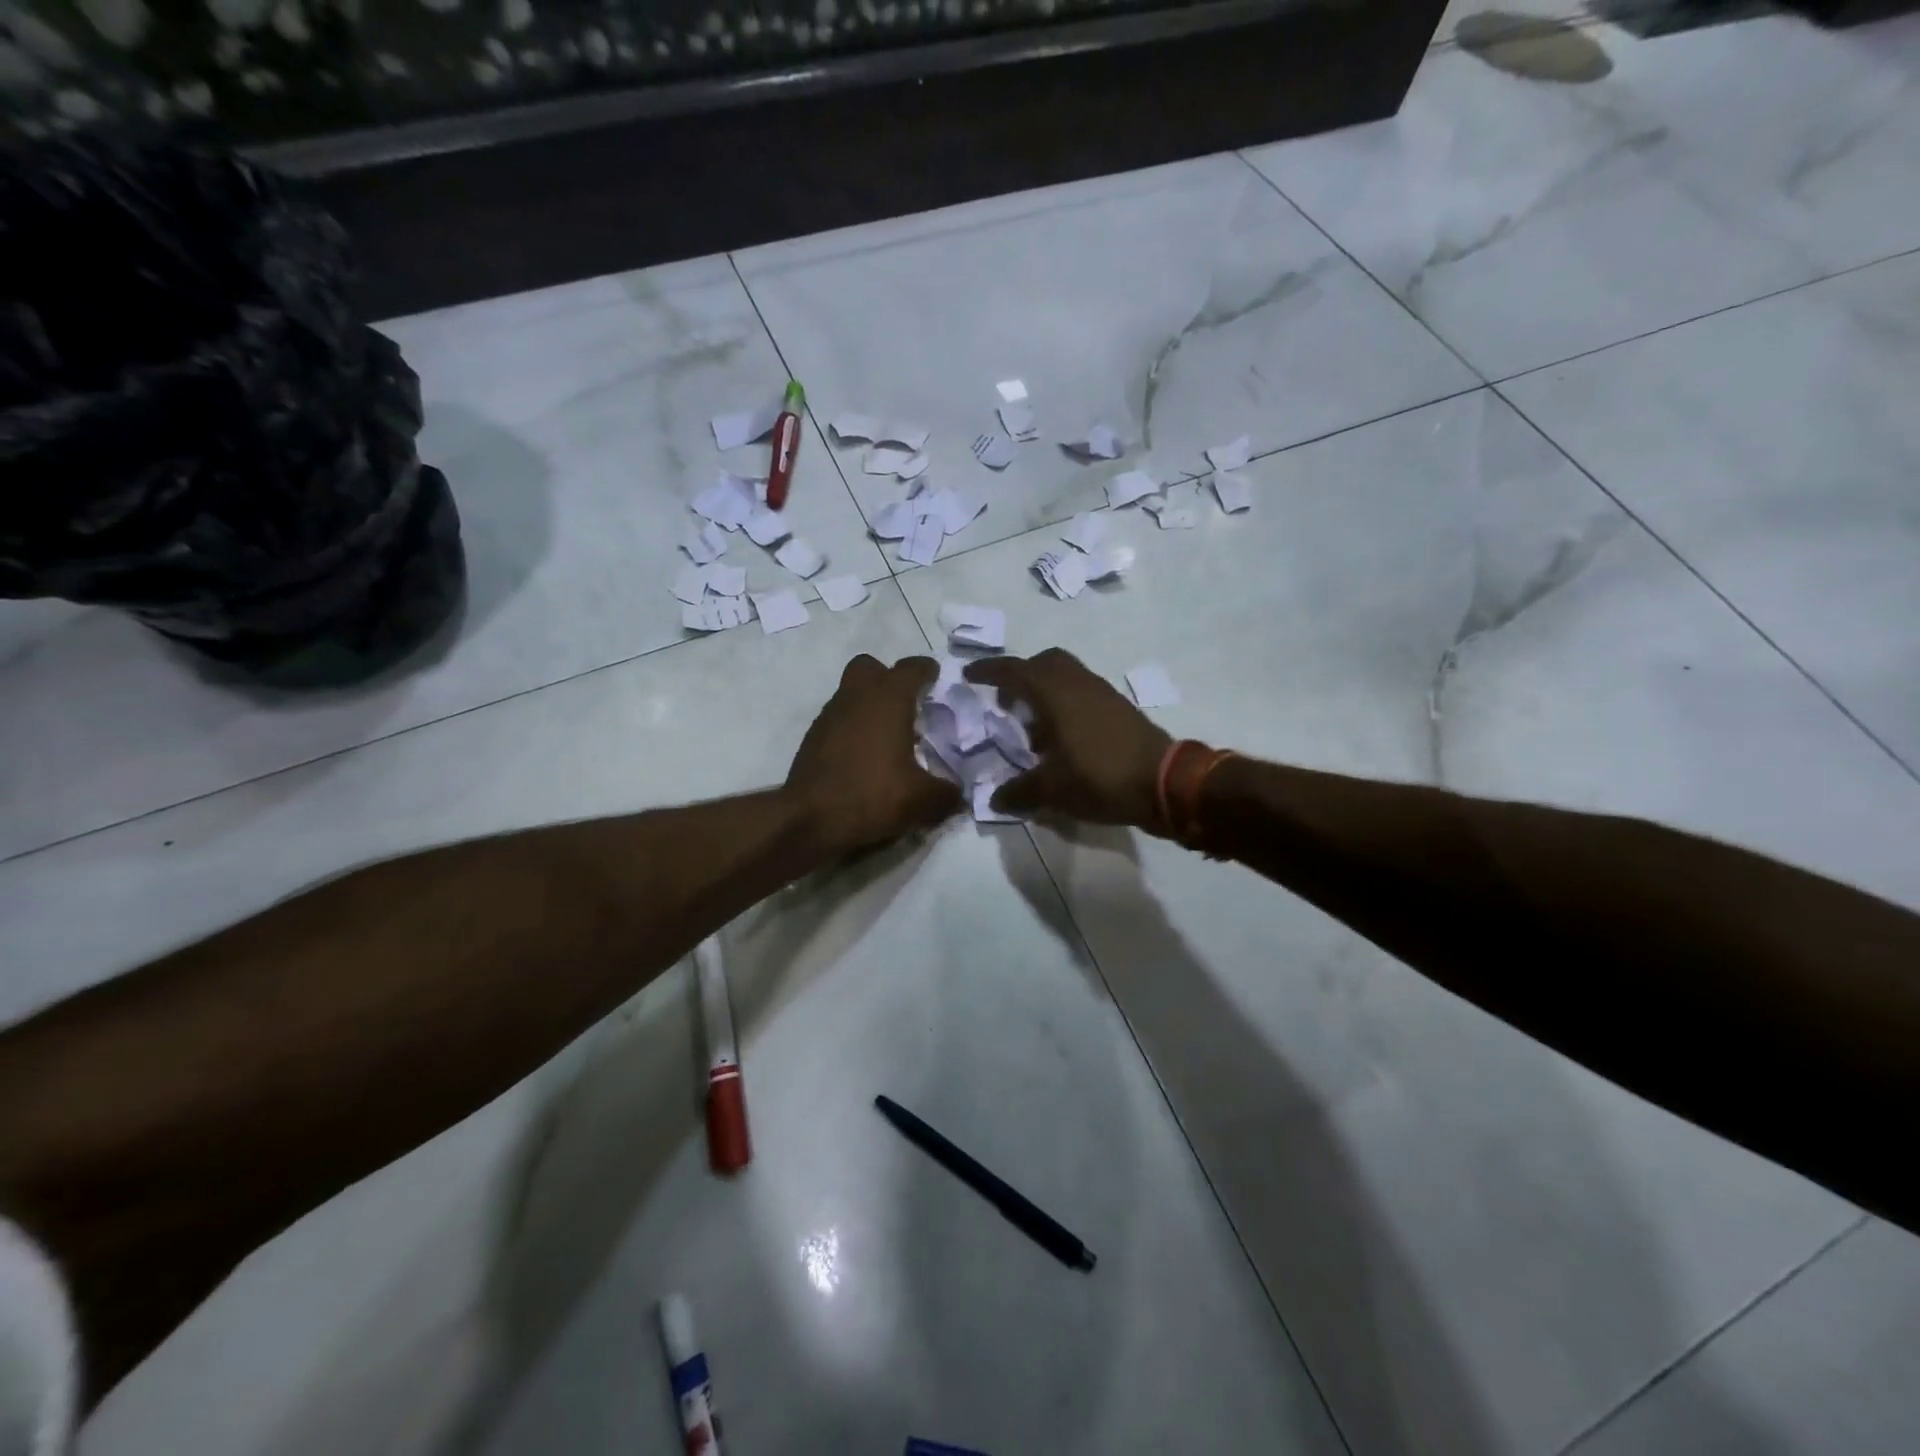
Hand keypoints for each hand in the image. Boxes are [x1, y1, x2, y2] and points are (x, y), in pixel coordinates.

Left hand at [787, 654, 960, 851]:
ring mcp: (829, 716)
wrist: (809, 819)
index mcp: (888, 699)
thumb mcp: (922, 800)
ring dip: (869, 705)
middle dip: (888, 678)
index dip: (927, 671)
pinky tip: (864, 757)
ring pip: (851, 693)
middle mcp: (856, 697)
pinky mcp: (812, 738)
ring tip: (888, 736)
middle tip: (906, 704)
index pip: (911, 668)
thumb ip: (947, 793)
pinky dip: (852, 728)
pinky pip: (838, 720)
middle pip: (870, 667)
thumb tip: (958, 795)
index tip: (936, 679)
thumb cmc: (872, 795)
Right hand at [964, 649, 1170, 826]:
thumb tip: (994, 799)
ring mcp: (1102, 693)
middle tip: (1006, 703)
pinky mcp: (1119, 708)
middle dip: (1021, 677)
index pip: (1014, 671)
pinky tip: (1063, 740)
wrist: (1164, 782)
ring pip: (1066, 677)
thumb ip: (1019, 792)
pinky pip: (1083, 693)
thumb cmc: (1099, 777)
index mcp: (1055, 693)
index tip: (969, 675)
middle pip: (1044, 663)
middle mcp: (1078, 683)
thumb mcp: (1052, 790)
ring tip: (1033, 729)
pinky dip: (1065, 705)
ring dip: (1045, 693)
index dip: (989, 671)